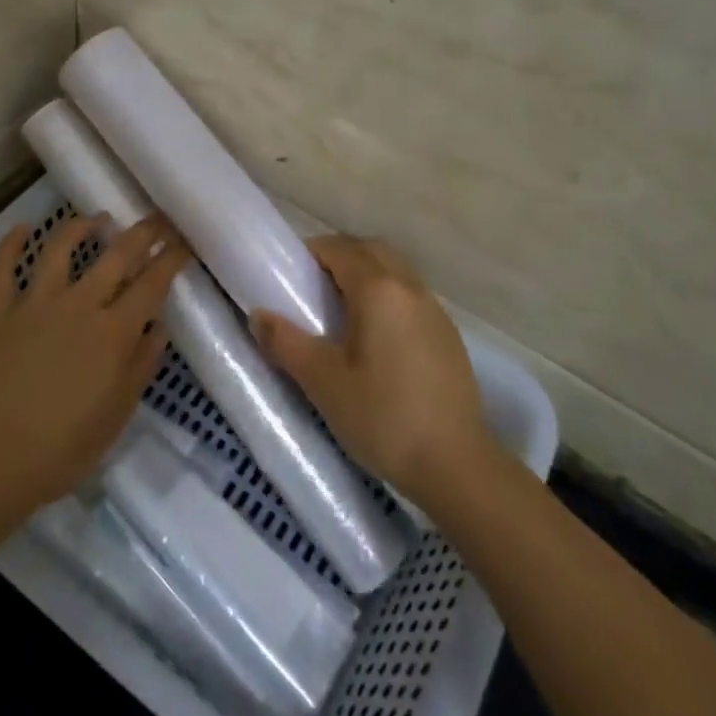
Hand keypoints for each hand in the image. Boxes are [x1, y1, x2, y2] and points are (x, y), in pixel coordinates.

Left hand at [0, 212, 191, 511]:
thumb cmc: (63, 447)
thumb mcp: (117, 414)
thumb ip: (140, 366)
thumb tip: (158, 328)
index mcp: (114, 332)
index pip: (152, 284)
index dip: (171, 259)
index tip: (184, 243)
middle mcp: (80, 305)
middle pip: (116, 255)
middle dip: (142, 232)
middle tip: (157, 219)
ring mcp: (37, 303)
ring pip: (60, 248)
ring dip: (82, 226)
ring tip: (98, 219)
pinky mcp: (0, 311)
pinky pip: (3, 269)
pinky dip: (10, 245)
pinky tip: (21, 228)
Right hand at [250, 235, 493, 511]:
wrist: (457, 466)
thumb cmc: (383, 418)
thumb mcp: (324, 383)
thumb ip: (287, 343)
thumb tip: (258, 315)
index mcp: (379, 291)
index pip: (340, 249)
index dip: (312, 252)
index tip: (289, 272)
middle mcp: (410, 289)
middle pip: (371, 251)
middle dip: (340, 256)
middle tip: (312, 286)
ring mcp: (435, 311)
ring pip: (395, 272)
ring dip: (366, 275)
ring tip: (341, 312)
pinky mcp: (448, 336)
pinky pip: (411, 297)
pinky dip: (388, 298)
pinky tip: (376, 338)